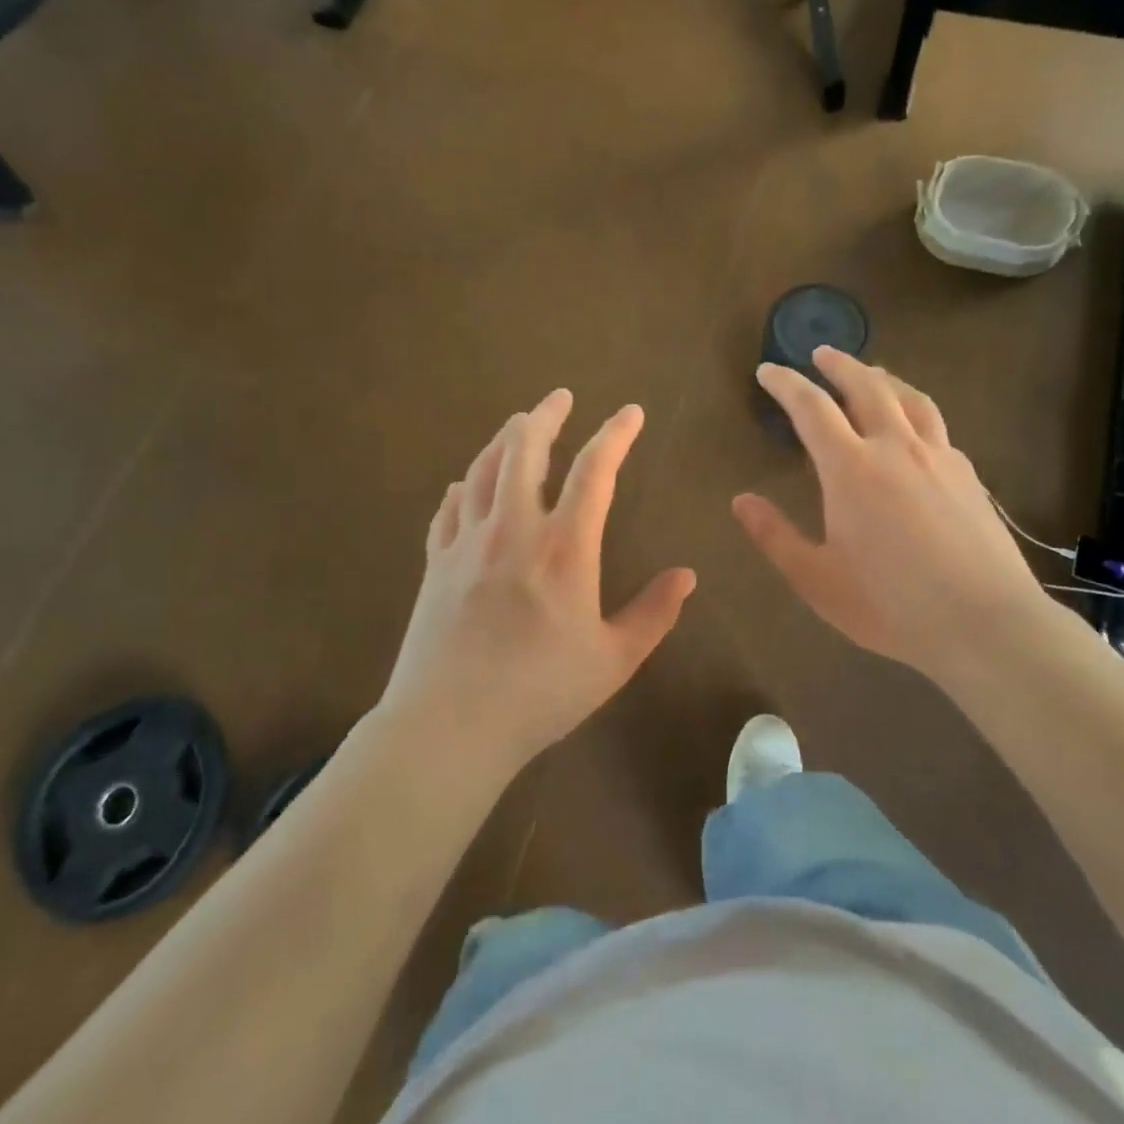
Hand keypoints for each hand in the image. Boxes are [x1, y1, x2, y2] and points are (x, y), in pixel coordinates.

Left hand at [381, 390, 696, 778]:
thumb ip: (654, 613)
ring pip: (483, 468)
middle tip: (560, 397)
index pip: (595, 470)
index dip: (615, 434)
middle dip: (546, 415)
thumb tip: (687, 575)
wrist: (449, 727)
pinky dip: (464, 486)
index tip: (631, 413)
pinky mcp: (436, 563)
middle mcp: (514, 528)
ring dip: (504, 439)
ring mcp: (468, 542)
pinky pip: (449, 507)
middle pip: (525, 449)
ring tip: (519, 424)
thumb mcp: (614, 660)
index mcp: (565, 547)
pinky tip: (466, 484)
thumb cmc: (541, 694)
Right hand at [733, 349, 1055, 688]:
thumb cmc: (891, 605)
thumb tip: (741, 500)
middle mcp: (895, 448)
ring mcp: (939, 457)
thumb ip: (775, 536)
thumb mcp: (817, 580)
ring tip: (871, 373)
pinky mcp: (969, 475)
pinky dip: (916, 413)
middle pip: (866, 386)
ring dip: (883, 378)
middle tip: (820, 354)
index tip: (768, 371)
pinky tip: (915, 429)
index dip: (786, 384)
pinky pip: (937, 427)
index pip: (811, 408)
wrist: (986, 624)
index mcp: (851, 468)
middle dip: (839, 365)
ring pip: (910, 398)